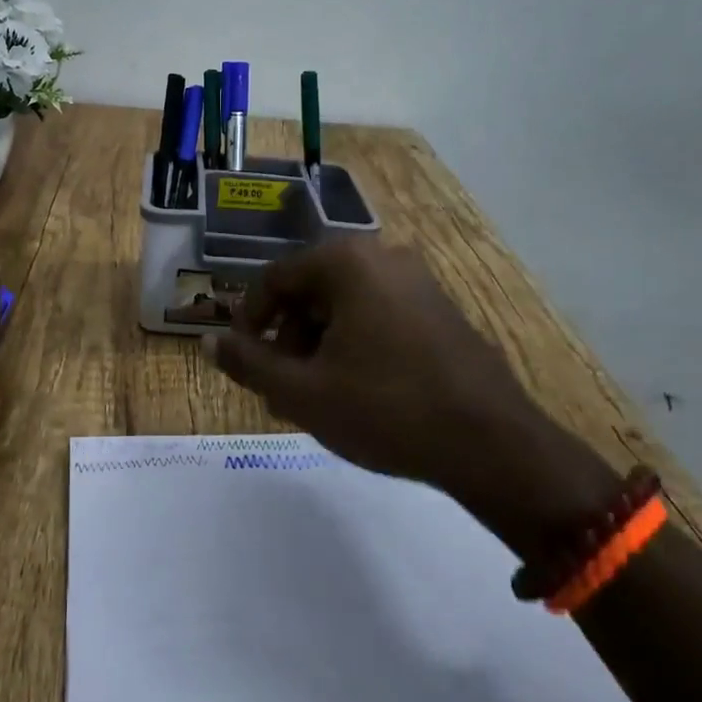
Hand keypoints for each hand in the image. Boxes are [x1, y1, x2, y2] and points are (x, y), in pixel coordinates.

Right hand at [207, 238, 618, 554]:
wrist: (493, 444)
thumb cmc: (386, 409)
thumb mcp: (303, 392)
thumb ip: (249, 363)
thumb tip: (208, 341)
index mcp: (346, 262)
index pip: (275, 279)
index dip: (249, 319)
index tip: (243, 359)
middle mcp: (383, 257)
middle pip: (311, 290)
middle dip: (287, 337)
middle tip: (281, 387)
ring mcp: (418, 281)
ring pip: (345, 305)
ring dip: (319, 345)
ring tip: (316, 397)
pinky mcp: (441, 308)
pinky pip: (378, 314)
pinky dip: (354, 344)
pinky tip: (356, 390)